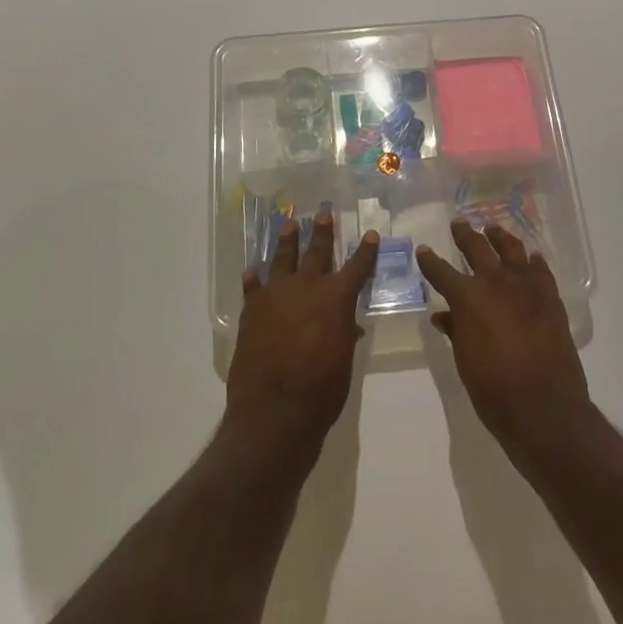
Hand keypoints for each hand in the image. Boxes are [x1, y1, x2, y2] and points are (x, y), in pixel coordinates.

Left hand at [225, 210, 378, 467]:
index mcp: (336, 298)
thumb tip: (346, 325)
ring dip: (287, 241)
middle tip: (323, 214)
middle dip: (322, 232)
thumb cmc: (321, 389)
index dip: (365, 251)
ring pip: (282, 259)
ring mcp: (276, 295)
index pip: (357, 267)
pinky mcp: (252, 310)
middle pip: (317, 252)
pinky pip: (253, 287)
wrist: (274, 409)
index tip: (370, 234)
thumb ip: (343, 335)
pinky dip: (254, 279)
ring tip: (289, 224)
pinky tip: (253, 270)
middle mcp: (306, 287)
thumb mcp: (343, 361)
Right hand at [417, 221, 590, 460]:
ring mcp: (526, 287)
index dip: (430, 261)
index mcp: (467, 297)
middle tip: (459, 224)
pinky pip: (541, 271)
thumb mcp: (464, 359)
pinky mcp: (550, 298)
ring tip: (494, 229)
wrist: (543, 406)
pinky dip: (534, 261)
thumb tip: (442, 315)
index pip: (441, 271)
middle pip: (477, 249)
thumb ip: (454, 330)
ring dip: (500, 238)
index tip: (424, 250)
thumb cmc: (493, 388)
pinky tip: (531, 257)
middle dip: (465, 235)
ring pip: (512, 250)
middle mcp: (495, 282)